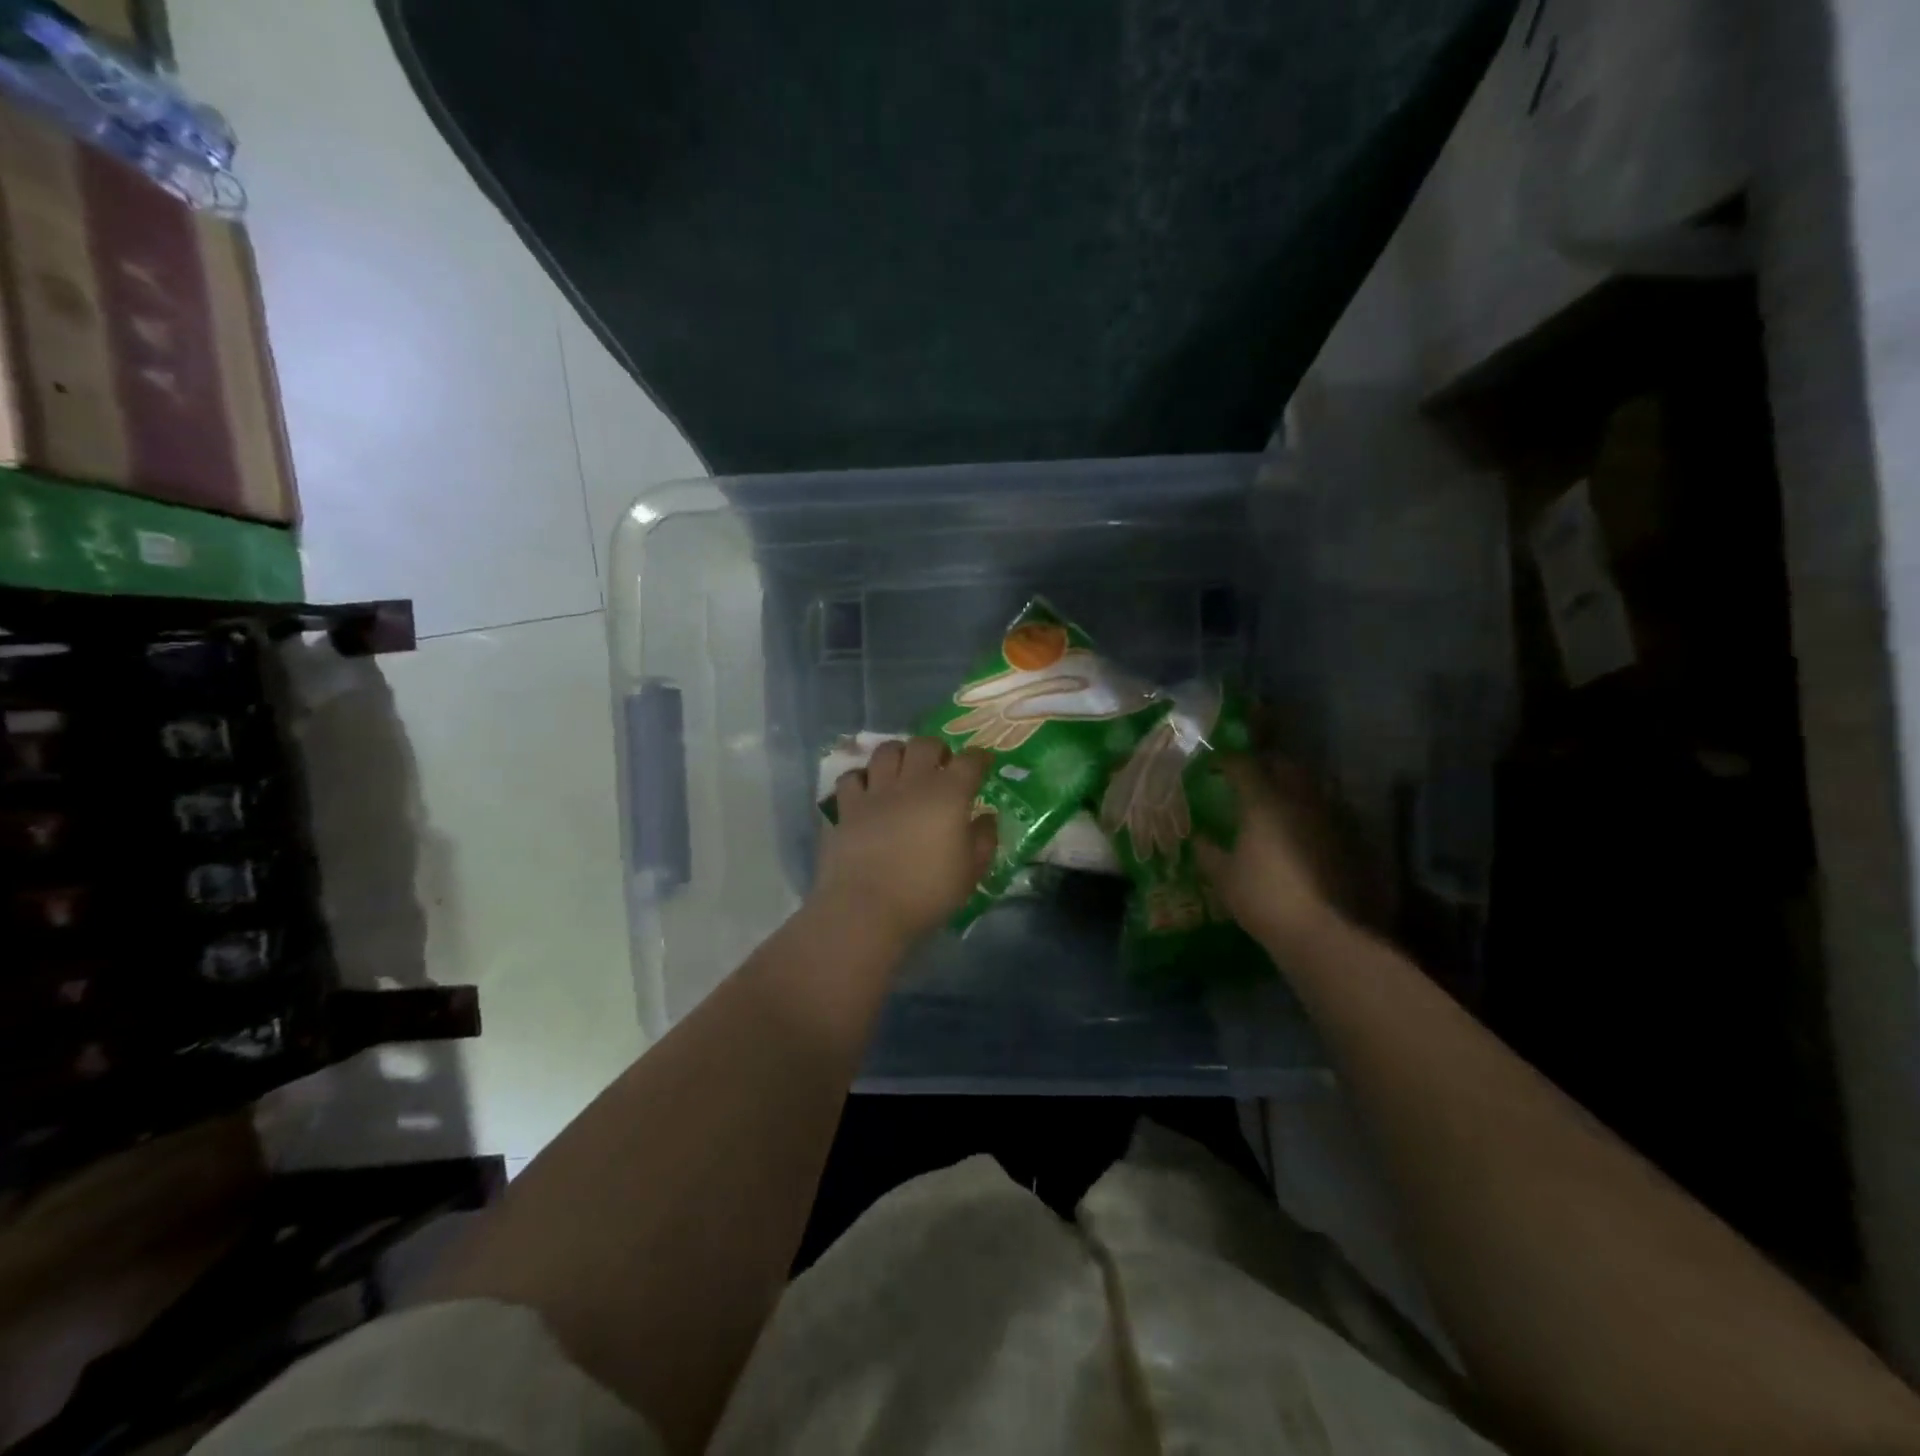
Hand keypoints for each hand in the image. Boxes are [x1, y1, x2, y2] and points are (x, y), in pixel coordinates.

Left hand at [814, 737, 996, 946]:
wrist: (866, 908)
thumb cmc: (927, 893)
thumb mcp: (970, 873)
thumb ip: (984, 840)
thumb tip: (987, 817)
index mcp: (948, 795)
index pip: (970, 761)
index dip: (979, 758)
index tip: (983, 763)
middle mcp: (912, 782)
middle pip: (924, 744)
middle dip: (937, 749)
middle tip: (941, 765)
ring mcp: (876, 791)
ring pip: (886, 751)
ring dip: (899, 754)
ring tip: (903, 770)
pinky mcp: (847, 807)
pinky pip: (852, 777)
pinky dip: (862, 778)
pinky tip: (867, 790)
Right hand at [1194, 755, 1345, 953]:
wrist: (1320, 931)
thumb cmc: (1262, 897)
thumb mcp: (1223, 876)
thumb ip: (1208, 851)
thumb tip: (1198, 837)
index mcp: (1263, 803)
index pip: (1242, 765)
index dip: (1226, 760)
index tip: (1214, 765)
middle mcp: (1298, 800)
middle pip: (1284, 766)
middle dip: (1266, 765)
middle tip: (1249, 776)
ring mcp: (1328, 818)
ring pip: (1309, 786)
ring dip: (1292, 786)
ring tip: (1276, 800)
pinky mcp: (1348, 840)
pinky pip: (1326, 812)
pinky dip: (1310, 812)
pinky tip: (1301, 829)